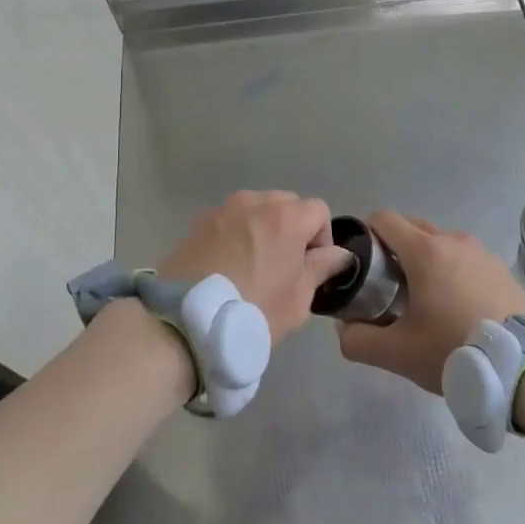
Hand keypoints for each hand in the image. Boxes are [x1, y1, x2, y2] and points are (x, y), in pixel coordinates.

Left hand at [158, 191, 351, 345]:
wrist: (185, 322)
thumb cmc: (252, 312)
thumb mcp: (298, 299)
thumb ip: (321, 268)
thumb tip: (339, 254)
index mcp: (286, 217)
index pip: (319, 210)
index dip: (322, 238)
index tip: (310, 268)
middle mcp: (255, 202)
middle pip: (287, 204)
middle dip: (293, 229)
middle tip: (283, 267)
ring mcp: (223, 209)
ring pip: (256, 209)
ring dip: (263, 228)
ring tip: (252, 265)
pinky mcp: (199, 222)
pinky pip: (230, 220)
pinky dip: (236, 234)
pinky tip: (227, 265)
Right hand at [337, 211, 524, 393]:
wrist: (523, 368)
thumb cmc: (453, 351)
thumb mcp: (397, 353)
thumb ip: (358, 340)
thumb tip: (344, 328)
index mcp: (424, 251)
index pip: (384, 219)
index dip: (366, 235)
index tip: (363, 265)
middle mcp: (453, 240)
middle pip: (412, 227)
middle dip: (394, 248)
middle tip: (388, 286)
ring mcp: (481, 252)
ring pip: (440, 243)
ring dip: (425, 260)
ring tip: (424, 299)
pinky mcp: (501, 269)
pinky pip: (465, 259)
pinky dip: (452, 271)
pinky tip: (456, 306)